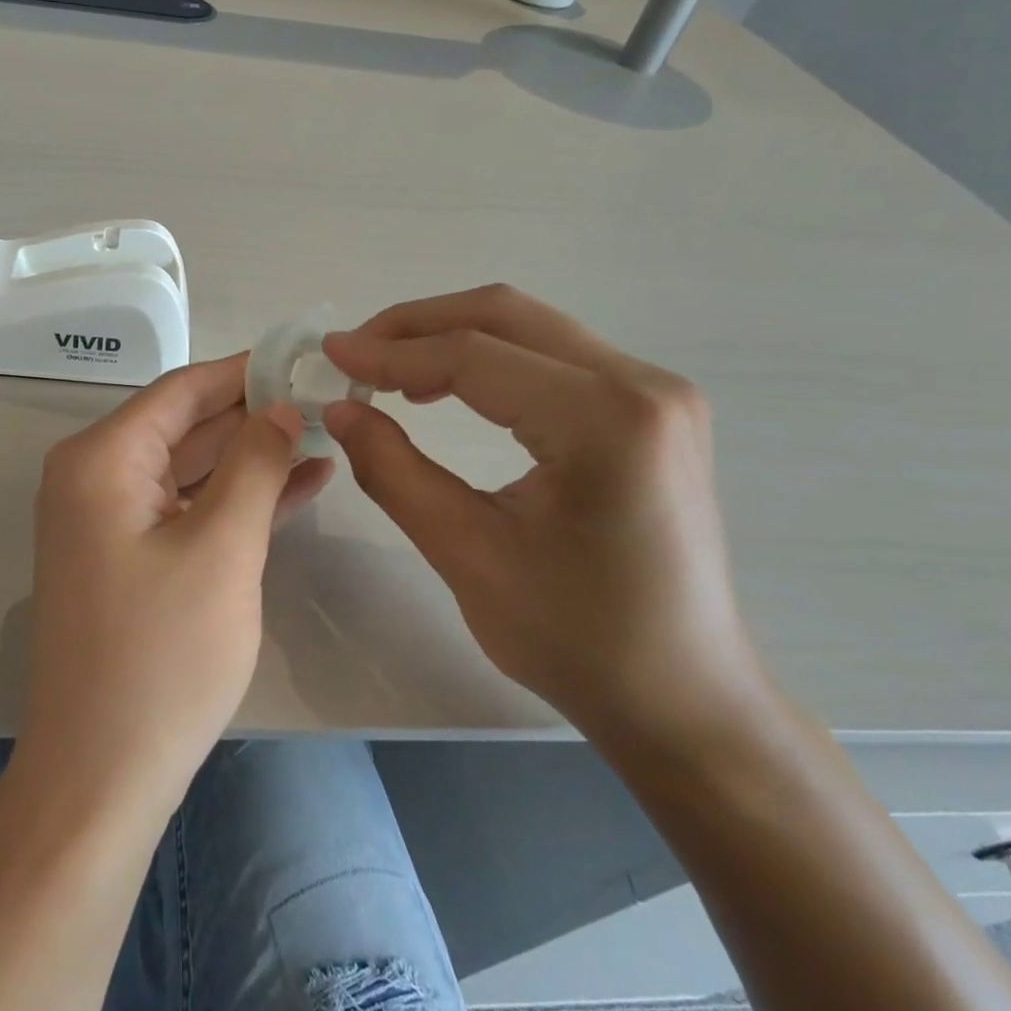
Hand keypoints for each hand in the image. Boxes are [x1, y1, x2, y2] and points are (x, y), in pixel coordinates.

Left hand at [21, 354, 332, 817]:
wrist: (102, 772)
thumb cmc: (162, 655)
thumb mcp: (221, 547)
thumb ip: (254, 464)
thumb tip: (279, 406)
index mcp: (102, 459)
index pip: (183, 390)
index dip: (246, 371)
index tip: (306, 357)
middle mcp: (95, 478)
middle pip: (186, 426)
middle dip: (256, 414)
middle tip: (329, 399)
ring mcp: (109, 521)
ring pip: (192, 469)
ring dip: (254, 457)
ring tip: (326, 436)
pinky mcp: (129, 559)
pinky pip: (187, 510)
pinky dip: (236, 499)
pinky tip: (300, 485)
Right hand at [323, 286, 764, 739]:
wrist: (681, 695)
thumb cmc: (574, 638)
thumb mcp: (466, 553)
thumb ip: (394, 471)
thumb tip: (341, 409)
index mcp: (605, 421)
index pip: (474, 356)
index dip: (390, 352)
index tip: (329, 355)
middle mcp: (643, 385)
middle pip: (506, 316)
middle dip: (417, 325)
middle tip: (354, 352)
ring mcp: (658, 392)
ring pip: (530, 328)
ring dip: (451, 338)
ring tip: (388, 372)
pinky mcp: (653, 410)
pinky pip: (555, 357)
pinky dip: (490, 360)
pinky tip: (448, 389)